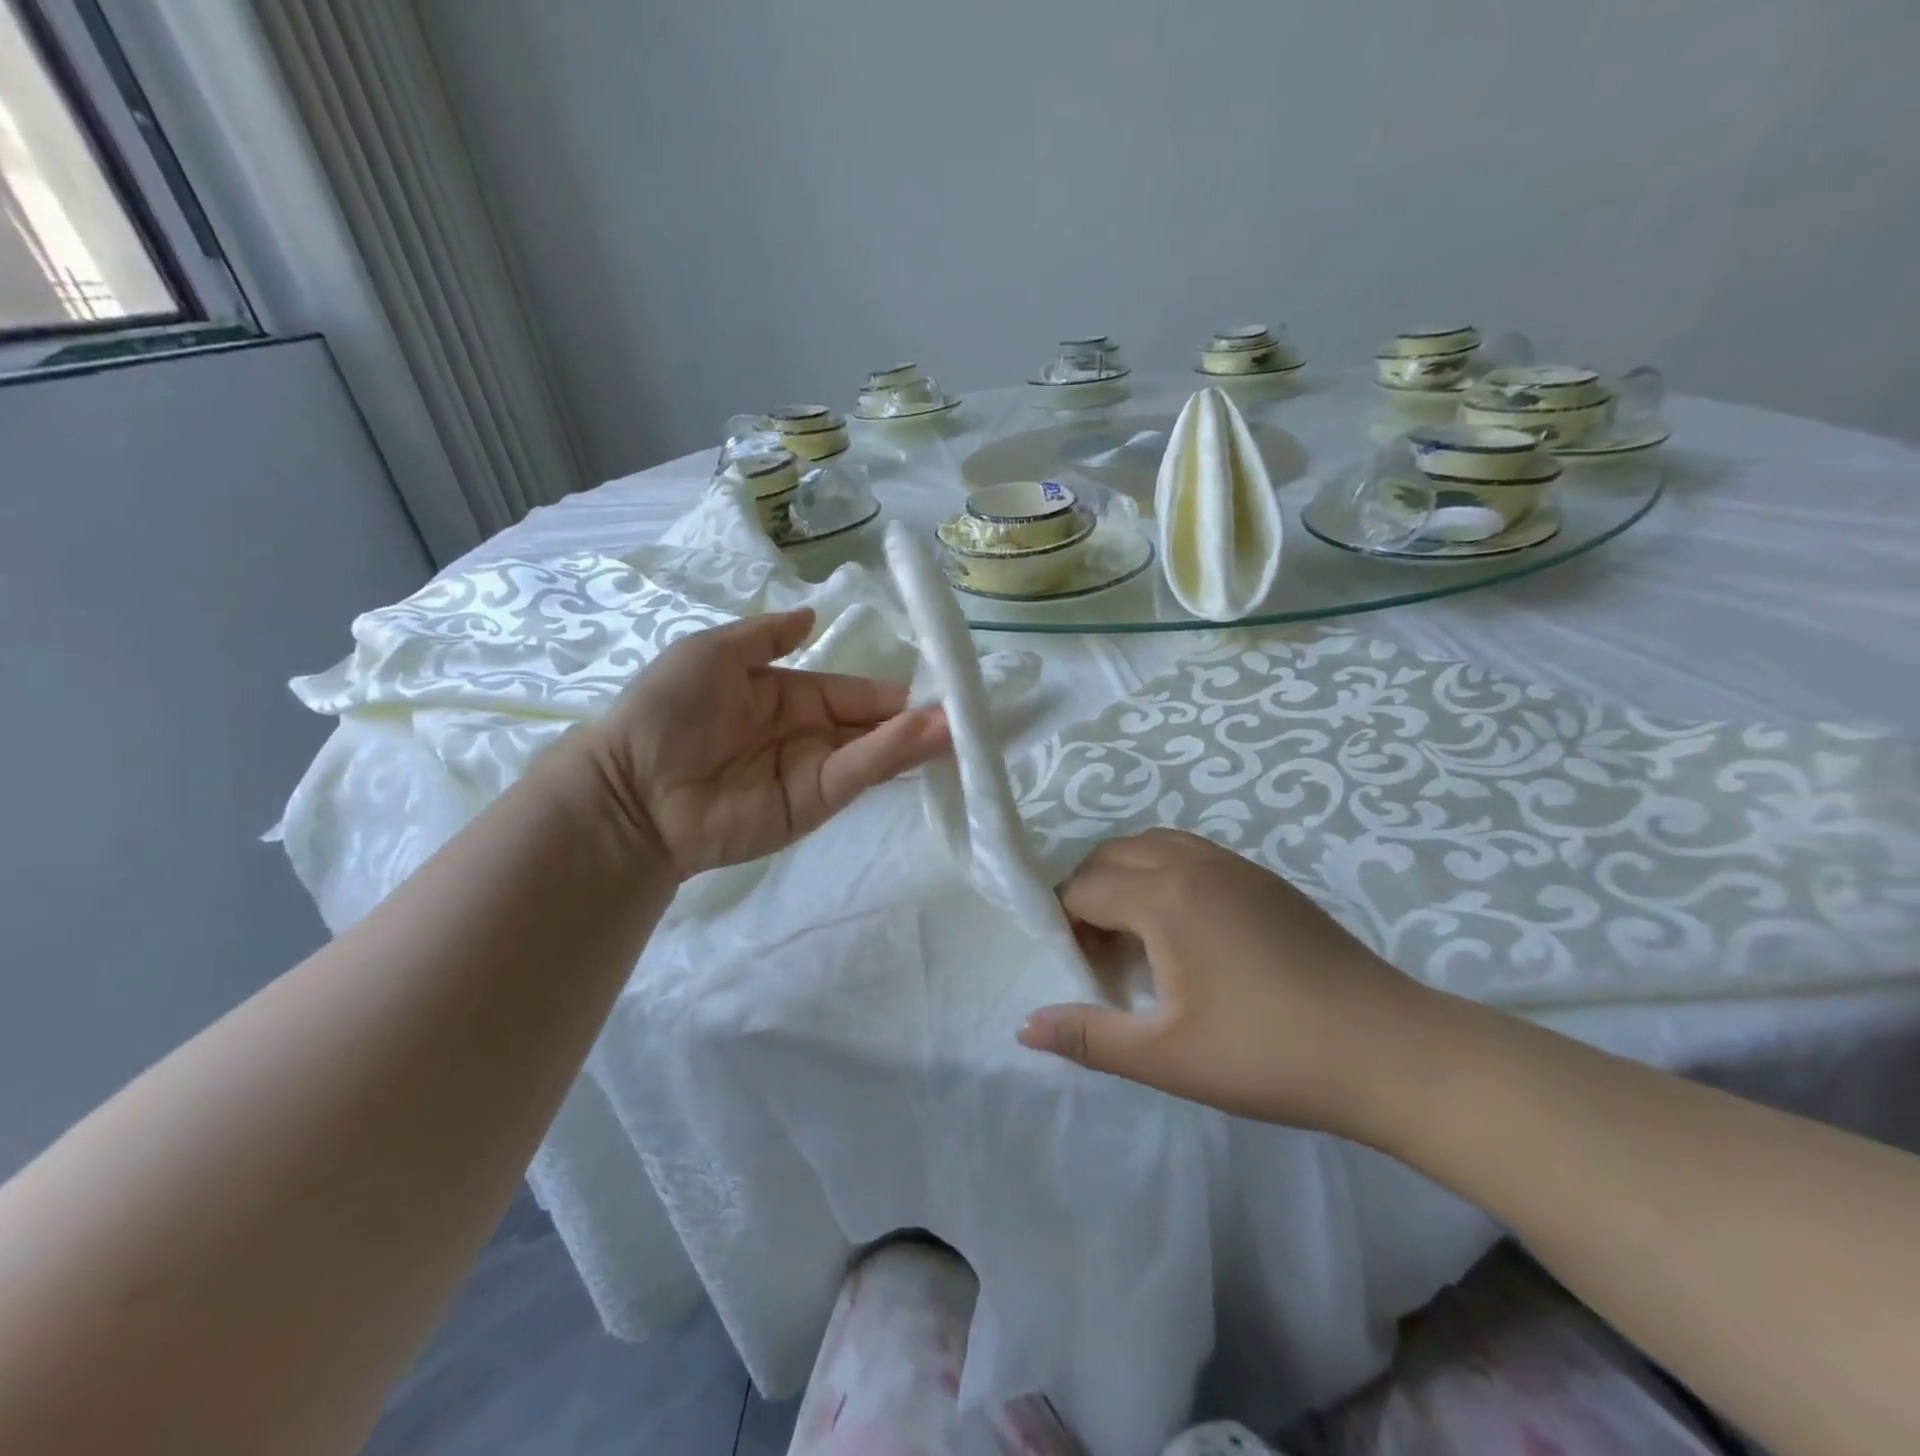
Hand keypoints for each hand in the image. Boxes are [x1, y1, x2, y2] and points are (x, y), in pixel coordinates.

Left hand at [588, 610, 949, 878]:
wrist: (631, 787)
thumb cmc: (669, 710)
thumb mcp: (714, 652)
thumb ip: (767, 635)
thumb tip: (814, 615)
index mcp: (789, 695)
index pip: (852, 692)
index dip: (889, 690)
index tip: (936, 682)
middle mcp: (809, 735)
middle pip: (872, 725)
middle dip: (915, 716)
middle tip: (963, 708)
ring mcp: (813, 773)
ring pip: (874, 752)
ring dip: (916, 737)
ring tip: (958, 723)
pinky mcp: (812, 806)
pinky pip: (855, 775)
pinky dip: (889, 756)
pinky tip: (922, 735)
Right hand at [1017, 830, 1439, 1139]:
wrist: (1390, 1051)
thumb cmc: (1268, 1053)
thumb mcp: (1166, 1057)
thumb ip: (1088, 1037)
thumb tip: (1023, 1027)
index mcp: (1165, 896)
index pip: (1083, 888)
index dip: (1064, 925)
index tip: (1076, 972)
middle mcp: (1193, 863)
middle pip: (1112, 856)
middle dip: (1088, 894)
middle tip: (1098, 955)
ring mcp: (1234, 865)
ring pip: (1153, 846)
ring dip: (1127, 879)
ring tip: (1136, 939)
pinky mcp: (1264, 879)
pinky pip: (1190, 854)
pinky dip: (1164, 876)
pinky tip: (1185, 933)